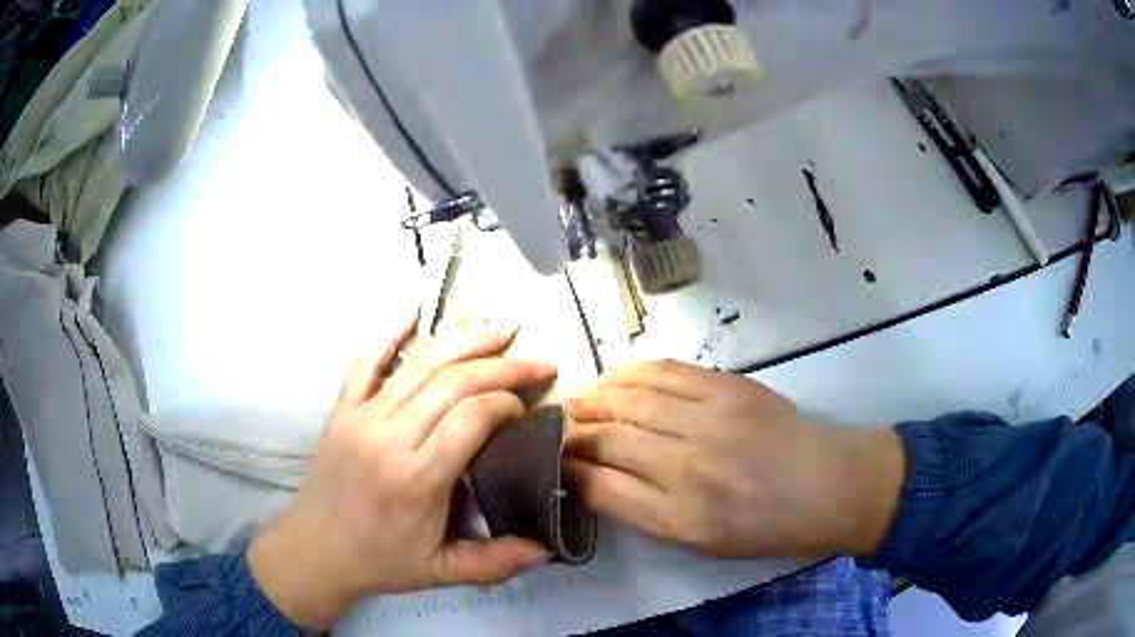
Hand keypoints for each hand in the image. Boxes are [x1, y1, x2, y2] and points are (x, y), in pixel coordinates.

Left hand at [248, 314, 555, 628]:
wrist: (315, 551)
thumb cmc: (380, 562)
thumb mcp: (443, 573)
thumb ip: (497, 563)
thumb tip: (551, 548)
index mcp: (417, 479)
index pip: (471, 418)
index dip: (507, 402)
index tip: (527, 407)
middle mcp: (389, 438)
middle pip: (452, 383)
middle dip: (502, 366)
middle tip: (537, 362)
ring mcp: (361, 417)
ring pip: (418, 365)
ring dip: (464, 342)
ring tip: (501, 329)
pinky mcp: (342, 410)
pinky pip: (365, 361)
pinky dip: (389, 332)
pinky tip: (414, 310)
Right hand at [564, 361, 903, 559]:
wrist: (827, 485)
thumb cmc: (765, 526)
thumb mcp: (701, 543)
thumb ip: (645, 514)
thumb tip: (597, 480)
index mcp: (679, 519)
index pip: (600, 487)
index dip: (569, 470)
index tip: (556, 461)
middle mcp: (688, 469)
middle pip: (609, 440)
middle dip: (574, 433)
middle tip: (559, 429)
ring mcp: (710, 422)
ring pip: (631, 402)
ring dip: (596, 399)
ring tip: (578, 400)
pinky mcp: (729, 388)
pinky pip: (667, 373)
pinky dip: (633, 373)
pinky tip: (615, 376)